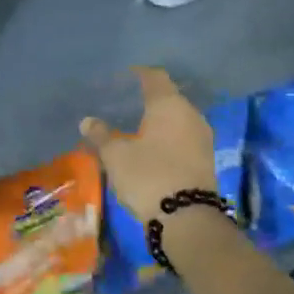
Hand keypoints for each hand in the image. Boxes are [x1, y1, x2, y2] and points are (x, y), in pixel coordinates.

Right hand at [80, 67, 217, 221]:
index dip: (139, 74)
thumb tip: (87, 121)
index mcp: (169, 105)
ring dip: (160, 120)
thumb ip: (101, 135)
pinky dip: (168, 136)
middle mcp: (190, 115)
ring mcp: (202, 137)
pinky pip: (184, 137)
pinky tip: (152, 146)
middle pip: (169, 97)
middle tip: (126, 103)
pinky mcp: (206, 158)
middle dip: (149, 99)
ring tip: (137, 127)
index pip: (155, 77)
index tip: (124, 76)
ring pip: (178, 118)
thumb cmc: (148, 175)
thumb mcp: (116, 155)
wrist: (188, 219)